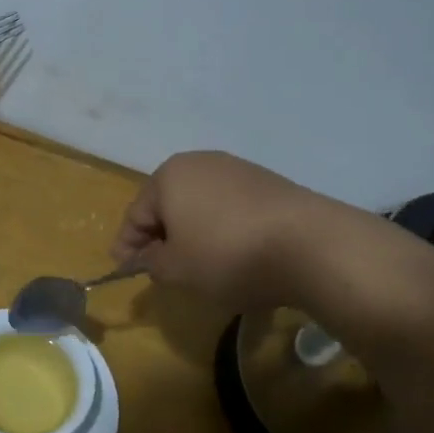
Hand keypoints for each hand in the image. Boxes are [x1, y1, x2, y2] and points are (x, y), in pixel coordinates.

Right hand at [112, 151, 328, 311]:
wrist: (309, 244)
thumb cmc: (227, 255)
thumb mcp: (176, 270)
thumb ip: (151, 263)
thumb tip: (148, 256)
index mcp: (169, 176)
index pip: (136, 214)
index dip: (126, 245)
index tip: (123, 270)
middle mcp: (201, 162)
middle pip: (168, 204)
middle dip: (160, 235)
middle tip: (158, 268)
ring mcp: (238, 169)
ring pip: (200, 204)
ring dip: (192, 232)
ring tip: (196, 263)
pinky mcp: (268, 183)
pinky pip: (230, 207)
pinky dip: (222, 228)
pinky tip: (231, 252)